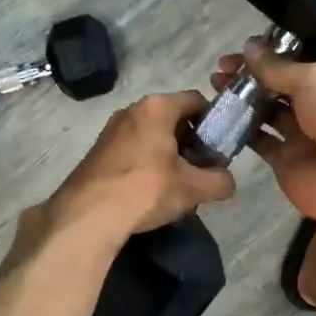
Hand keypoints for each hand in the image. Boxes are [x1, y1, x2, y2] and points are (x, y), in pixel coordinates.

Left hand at [49, 91, 236, 237]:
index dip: (214, 121)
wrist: (88, 215)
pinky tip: (148, 192)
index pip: (196, 100)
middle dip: (190, 141)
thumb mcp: (193, 188)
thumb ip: (219, 181)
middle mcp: (131, 110)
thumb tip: (227, 182)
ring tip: (175, 185)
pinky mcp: (97, 152)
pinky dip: (145, 164)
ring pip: (151, 136)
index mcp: (157, 107)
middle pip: (172, 118)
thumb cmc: (146, 189)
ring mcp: (110, 130)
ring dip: (167, 155)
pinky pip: (132, 150)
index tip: (219, 147)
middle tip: (200, 170)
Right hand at [212, 41, 315, 243]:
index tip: (239, 52)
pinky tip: (219, 117)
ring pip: (265, 113)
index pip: (295, 63)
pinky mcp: (285, 162)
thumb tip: (249, 47)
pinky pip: (259, 142)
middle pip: (277, 87)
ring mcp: (300, 136)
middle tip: (220, 70)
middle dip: (249, 77)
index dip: (267, 56)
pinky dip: (240, 131)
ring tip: (214, 87)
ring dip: (241, 100)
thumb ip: (279, 67)